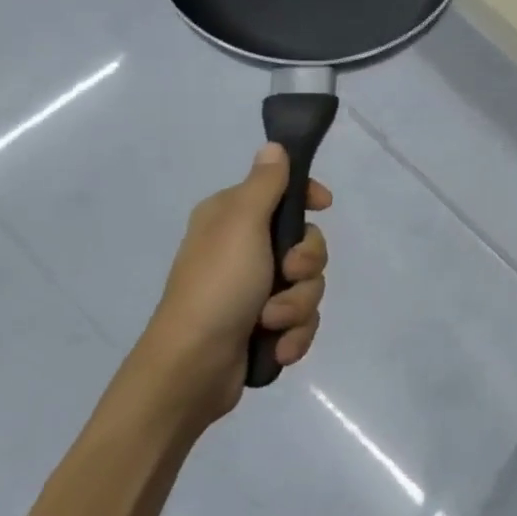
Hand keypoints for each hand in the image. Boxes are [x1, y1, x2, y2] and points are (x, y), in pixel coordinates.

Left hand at [132, 143, 331, 428]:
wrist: (192, 368)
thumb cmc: (217, 287)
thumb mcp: (242, 224)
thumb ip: (265, 184)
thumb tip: (274, 146)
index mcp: (233, 218)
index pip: (283, 191)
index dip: (308, 196)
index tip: (324, 205)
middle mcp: (244, 249)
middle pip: (307, 243)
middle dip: (306, 265)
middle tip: (287, 274)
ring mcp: (255, 290)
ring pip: (309, 284)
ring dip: (298, 306)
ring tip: (272, 322)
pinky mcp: (264, 326)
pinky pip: (303, 319)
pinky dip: (294, 334)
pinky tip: (277, 347)